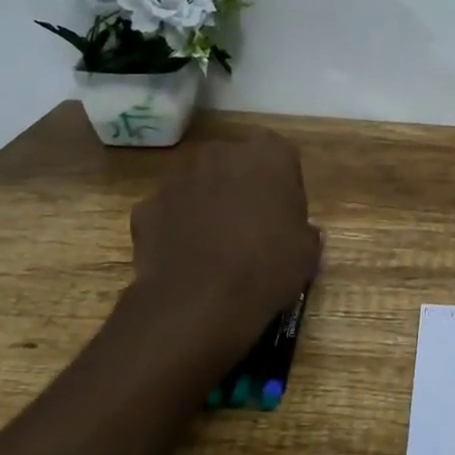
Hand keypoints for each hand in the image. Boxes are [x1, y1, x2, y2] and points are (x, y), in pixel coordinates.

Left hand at [124, 130, 322, 379]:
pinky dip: (176, 227)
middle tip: (251, 224)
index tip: (284, 211)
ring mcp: (178, 177)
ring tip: (215, 244)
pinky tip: (185, 257)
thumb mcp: (307, 251)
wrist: (199, 301)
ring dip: (207, 203)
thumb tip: (297, 232)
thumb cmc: (266, 267)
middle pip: (235, 162)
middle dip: (241, 185)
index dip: (282, 181)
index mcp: (268, 155)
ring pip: (199, 183)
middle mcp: (221, 153)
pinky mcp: (147, 206)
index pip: (280, 153)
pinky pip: (169, 211)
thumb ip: (303, 229)